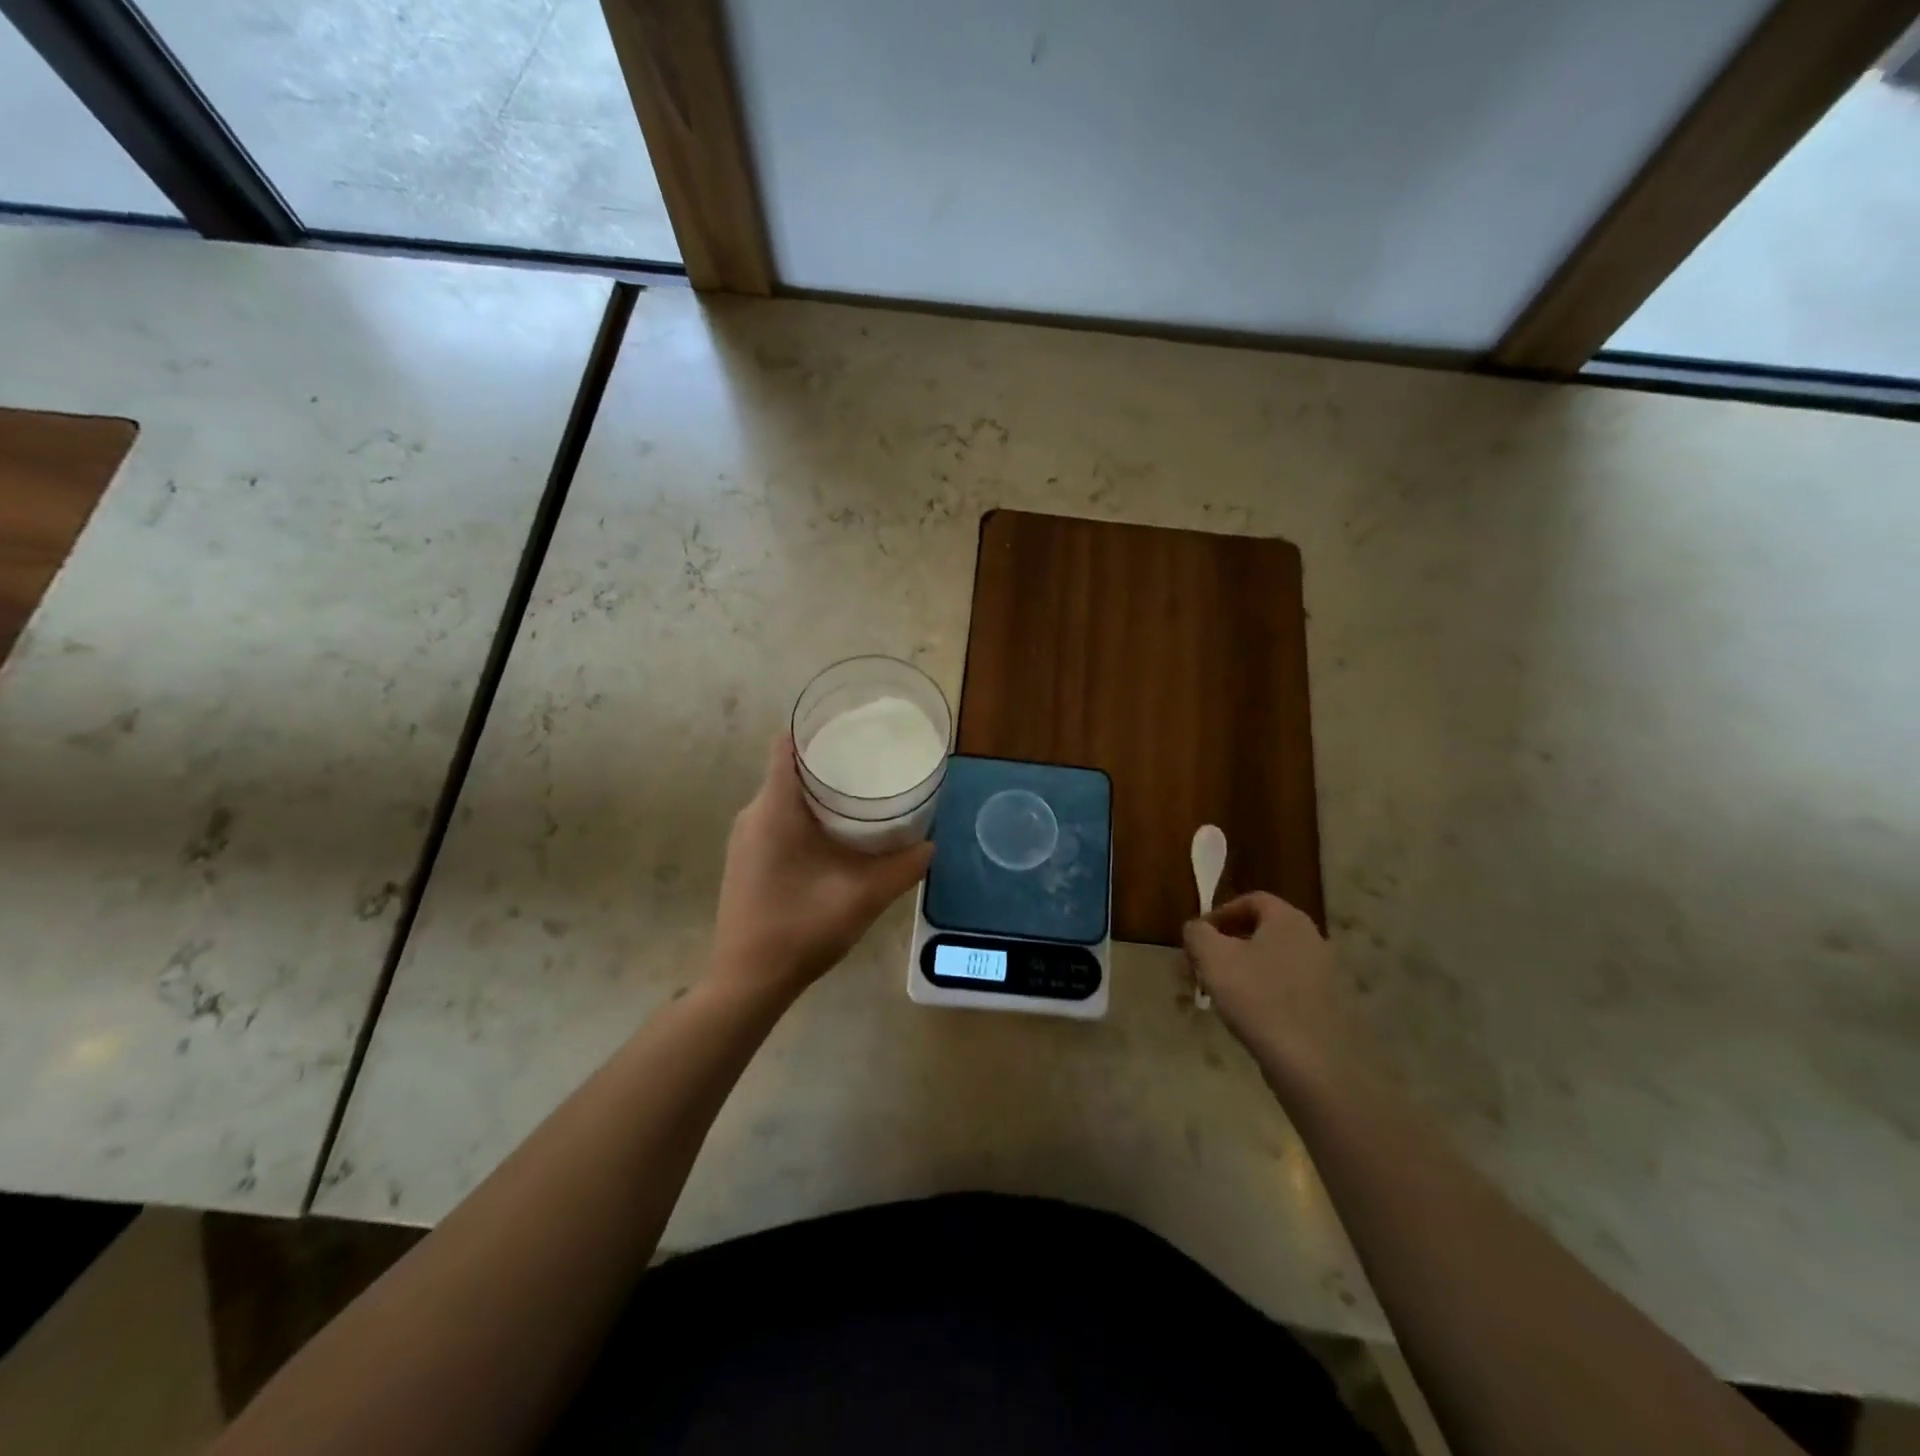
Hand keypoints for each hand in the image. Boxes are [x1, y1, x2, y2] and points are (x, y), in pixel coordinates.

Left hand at [710, 733, 933, 999]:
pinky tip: (836, 829)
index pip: (787, 747)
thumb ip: (901, 869)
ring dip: (818, 788)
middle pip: (789, 768)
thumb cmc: (800, 930)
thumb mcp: (861, 898)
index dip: (817, 728)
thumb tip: (931, 846)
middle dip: (829, 758)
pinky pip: (777, 817)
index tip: (852, 723)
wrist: (747, 980)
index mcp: (774, 811)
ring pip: (783, 794)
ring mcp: (746, 837)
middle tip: (872, 758)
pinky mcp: (747, 857)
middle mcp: (753, 815)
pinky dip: (806, 812)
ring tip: (861, 789)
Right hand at [1183, 892, 1370, 1088]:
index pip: (1250, 900)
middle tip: (1199, 969)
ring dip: (1239, 972)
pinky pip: (1285, 988)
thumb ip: (1196, 933)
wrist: (1314, 1064)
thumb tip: (1197, 929)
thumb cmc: (1258, 998)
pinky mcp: (1326, 1007)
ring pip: (1270, 962)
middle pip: (1259, 932)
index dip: (1219, 914)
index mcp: (1288, 919)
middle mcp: (1311, 939)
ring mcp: (1323, 975)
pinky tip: (1244, 1017)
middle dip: (1223, 947)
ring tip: (1215, 996)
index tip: (1197, 938)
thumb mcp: (1211, 956)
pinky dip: (1261, 994)